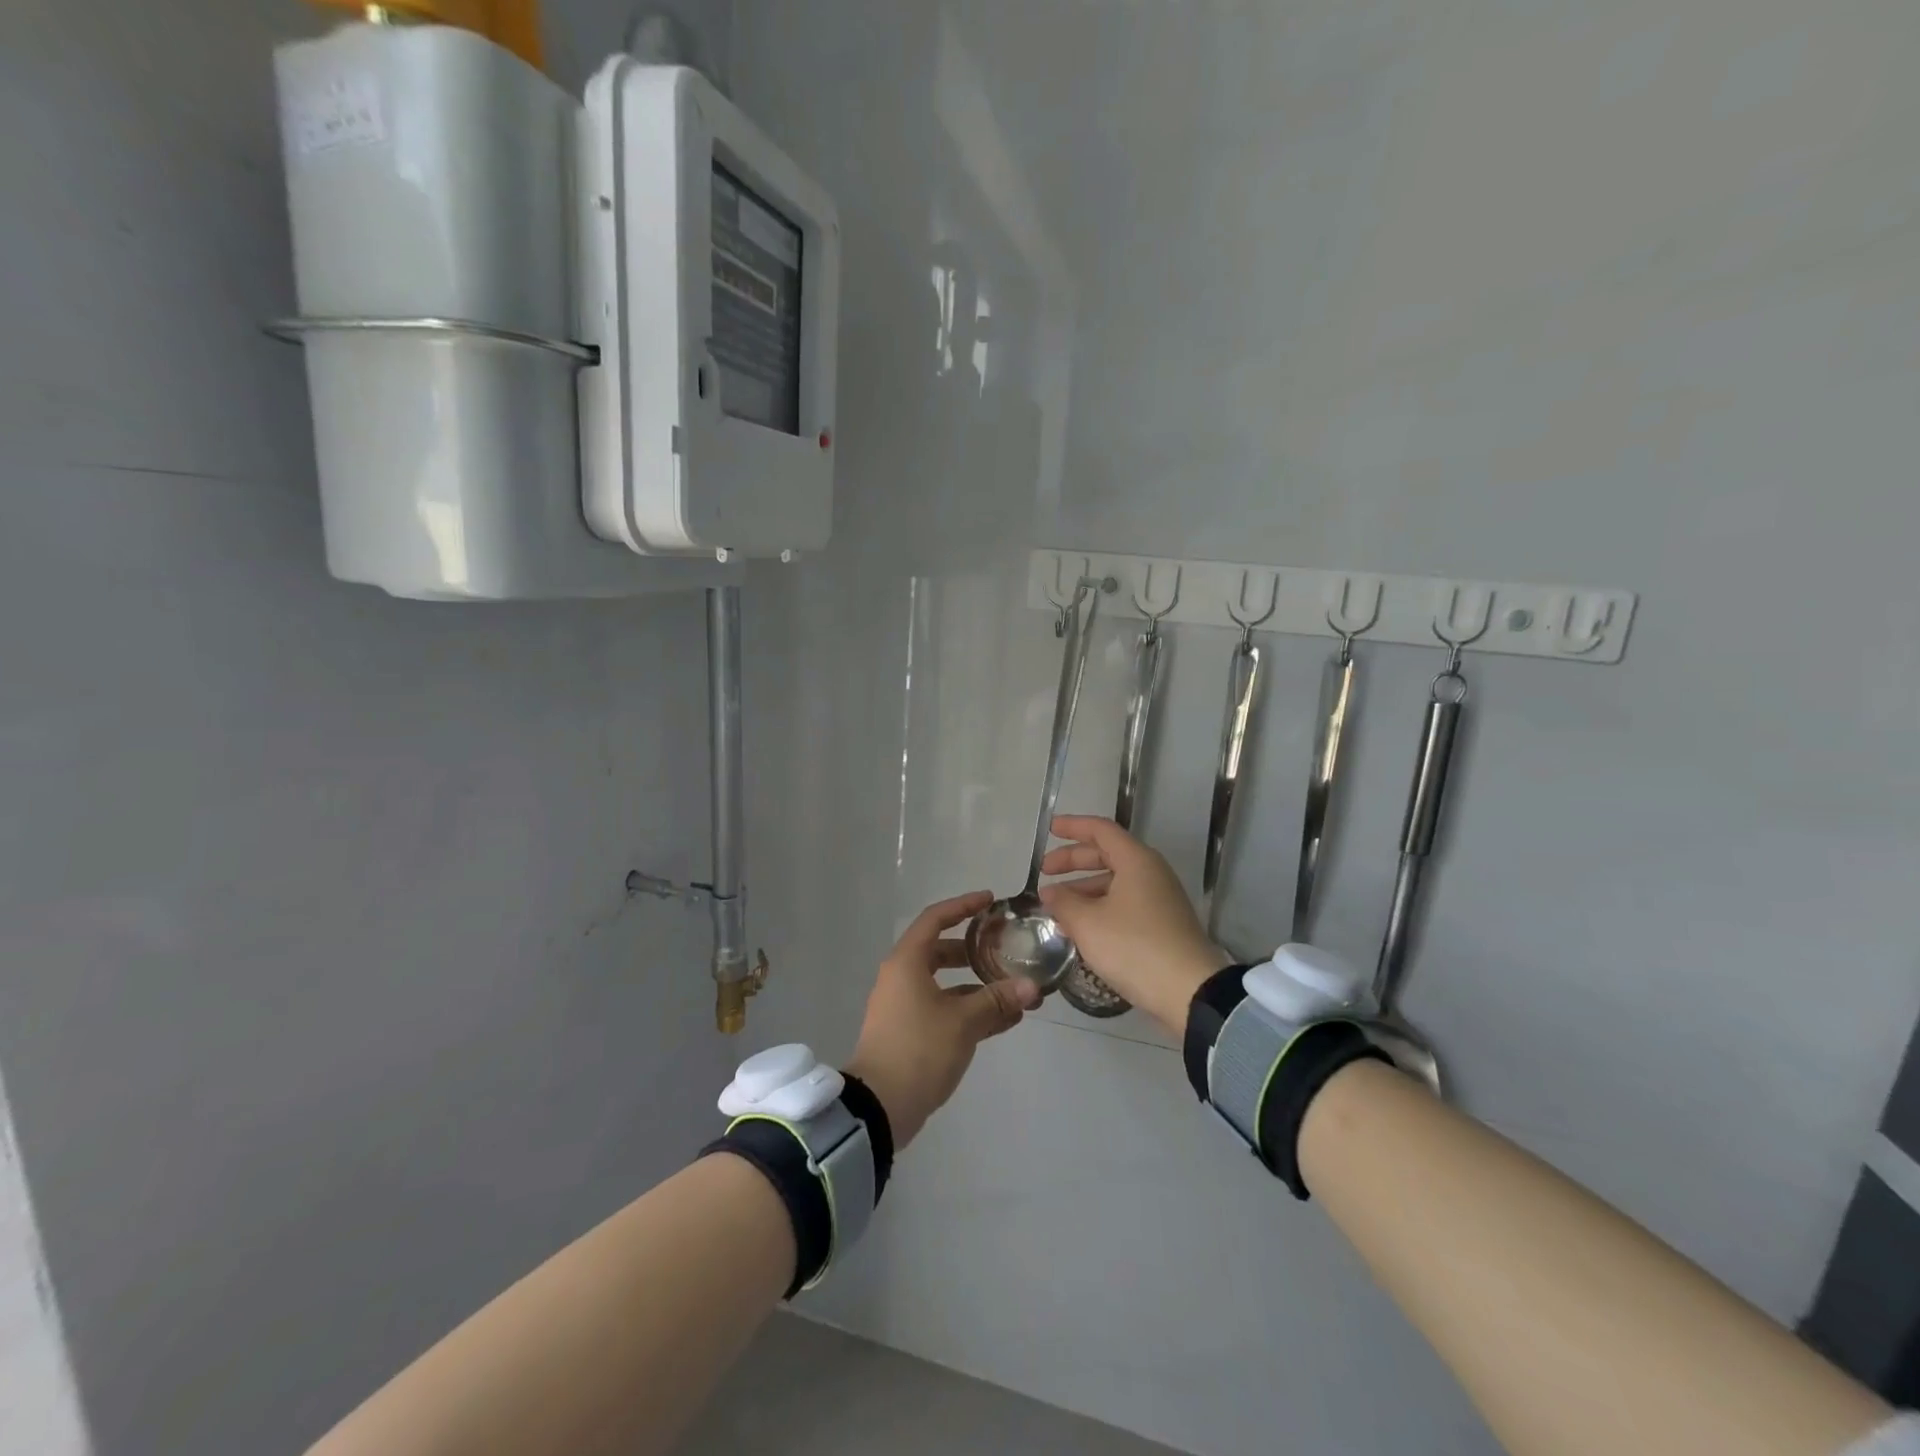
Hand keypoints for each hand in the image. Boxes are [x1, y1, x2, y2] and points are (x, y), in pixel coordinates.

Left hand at [844, 891, 1039, 1148]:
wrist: (879, 1107)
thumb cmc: (918, 1050)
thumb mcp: (963, 1022)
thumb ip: (997, 1001)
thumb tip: (1031, 987)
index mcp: (907, 962)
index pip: (935, 919)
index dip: (963, 906)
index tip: (990, 901)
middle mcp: (902, 977)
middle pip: (941, 951)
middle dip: (975, 950)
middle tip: (1005, 947)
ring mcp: (904, 1006)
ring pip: (945, 984)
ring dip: (977, 985)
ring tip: (1014, 990)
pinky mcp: (909, 1032)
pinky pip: (944, 1008)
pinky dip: (969, 1009)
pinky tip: (1003, 1020)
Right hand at [1038, 815, 1231, 1037]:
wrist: (1190, 991)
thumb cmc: (1134, 947)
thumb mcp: (1088, 924)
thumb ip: (1063, 902)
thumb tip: (1049, 892)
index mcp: (1136, 861)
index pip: (1100, 830)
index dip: (1073, 827)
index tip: (1049, 830)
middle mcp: (1151, 872)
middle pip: (1107, 854)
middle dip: (1073, 861)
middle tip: (1044, 873)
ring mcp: (1160, 899)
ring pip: (1115, 882)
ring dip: (1084, 889)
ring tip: (1057, 906)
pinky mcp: (1162, 924)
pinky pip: (1124, 903)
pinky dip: (1099, 906)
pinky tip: (1080, 927)